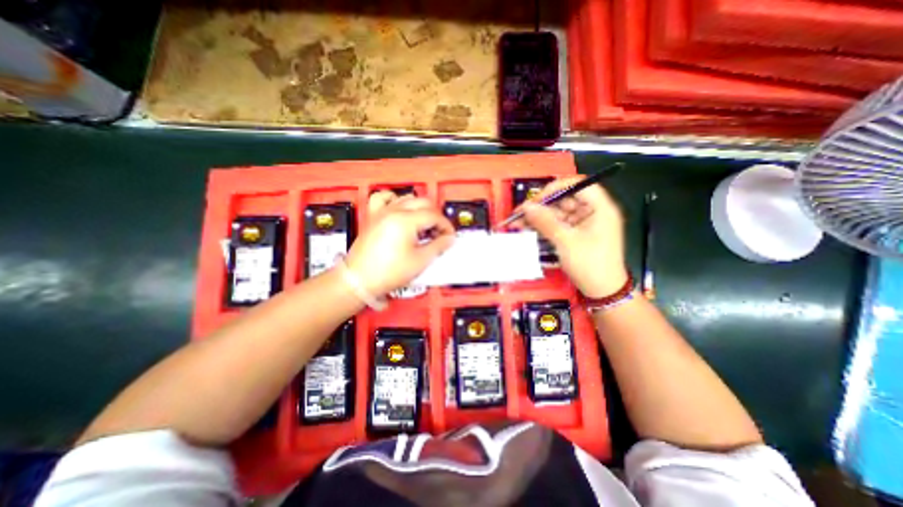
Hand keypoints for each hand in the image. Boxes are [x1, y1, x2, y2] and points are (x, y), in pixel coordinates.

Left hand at [343, 192, 454, 297]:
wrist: (359, 280)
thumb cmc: (389, 272)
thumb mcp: (420, 261)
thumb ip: (438, 246)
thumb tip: (449, 238)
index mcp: (406, 220)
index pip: (433, 215)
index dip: (445, 226)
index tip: (450, 236)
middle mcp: (394, 210)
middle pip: (423, 203)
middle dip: (435, 216)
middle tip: (439, 232)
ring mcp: (381, 211)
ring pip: (406, 198)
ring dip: (419, 209)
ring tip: (423, 225)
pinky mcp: (373, 216)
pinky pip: (383, 198)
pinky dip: (394, 199)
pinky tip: (399, 208)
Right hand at [506, 176, 629, 296]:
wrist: (603, 292)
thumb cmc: (590, 264)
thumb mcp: (566, 242)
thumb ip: (545, 222)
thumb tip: (526, 207)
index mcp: (600, 207)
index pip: (578, 184)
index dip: (556, 188)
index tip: (536, 199)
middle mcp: (593, 211)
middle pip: (565, 199)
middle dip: (542, 206)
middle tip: (520, 213)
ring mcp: (584, 223)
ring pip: (558, 213)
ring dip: (539, 217)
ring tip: (518, 222)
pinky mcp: (576, 233)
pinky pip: (558, 224)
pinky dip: (544, 226)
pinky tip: (528, 228)